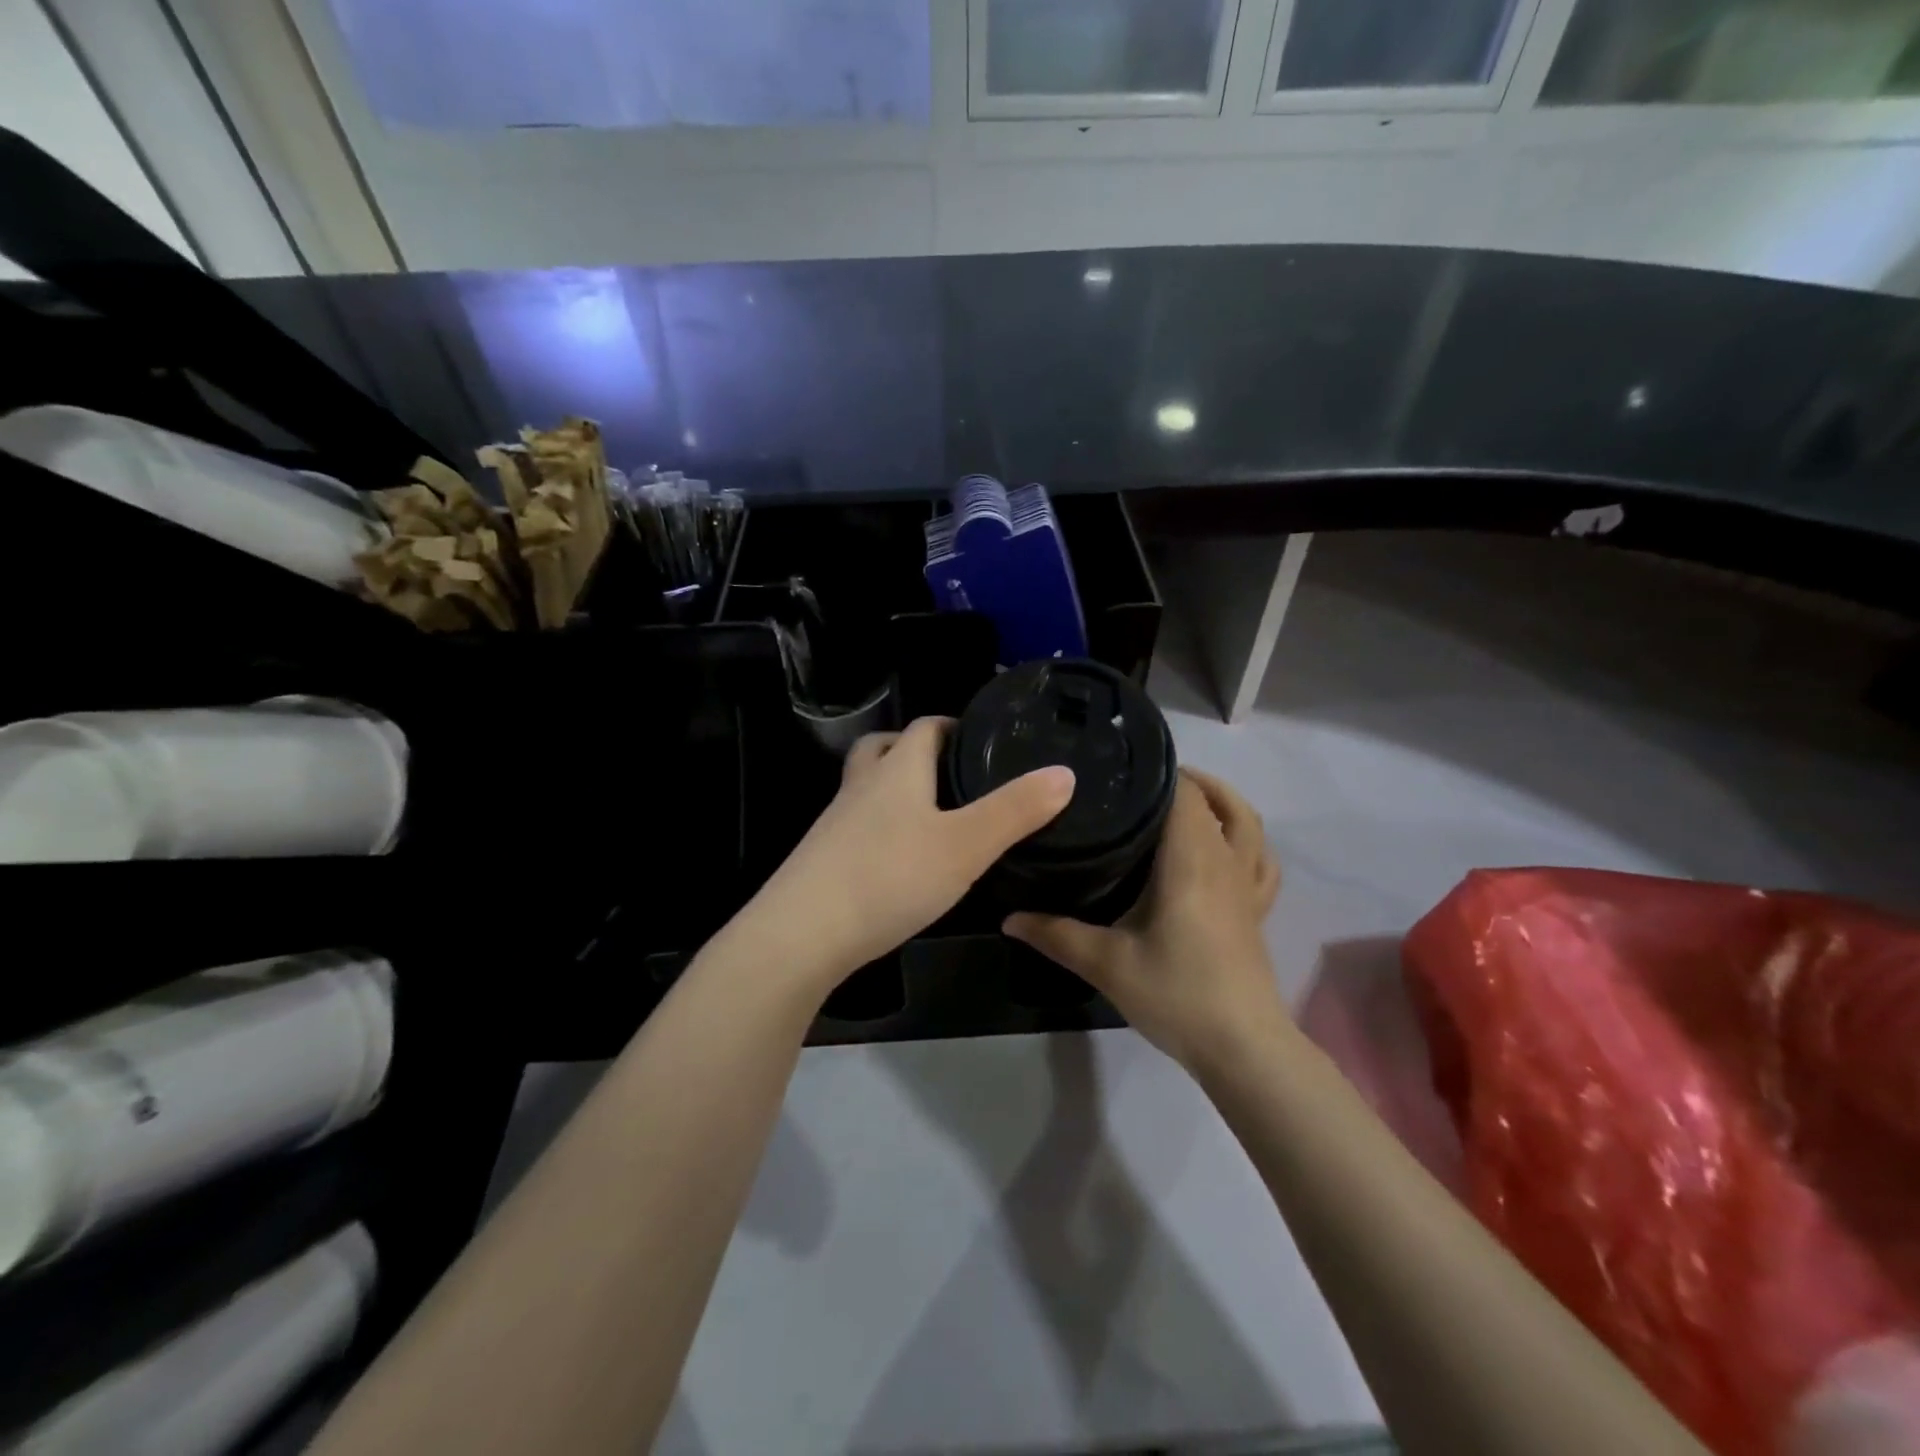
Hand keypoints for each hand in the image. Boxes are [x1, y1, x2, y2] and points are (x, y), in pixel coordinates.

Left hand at [742, 717, 1073, 996]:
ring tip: (934, 816)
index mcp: (898, 770)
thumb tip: (1064, 772)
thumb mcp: (966, 845)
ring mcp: (837, 822)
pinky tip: (902, 861)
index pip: (925, 727)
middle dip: (916, 751)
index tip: (983, 740)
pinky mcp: (824, 858)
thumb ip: (1016, 810)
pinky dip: (882, 828)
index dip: (953, 725)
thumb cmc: (890, 877)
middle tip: (954, 773)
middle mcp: (862, 786)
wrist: (802, 935)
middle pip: (885, 748)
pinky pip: (858, 826)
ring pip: (868, 788)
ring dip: (896, 789)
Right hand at [1005, 768, 1284, 1070]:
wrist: (1242, 1048)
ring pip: (1248, 824)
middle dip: (1184, 782)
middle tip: (1139, 784)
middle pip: (1217, 801)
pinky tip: (1224, 848)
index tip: (1120, 769)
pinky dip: (1246, 841)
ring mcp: (1247, 887)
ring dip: (1222, 802)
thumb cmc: (1175, 993)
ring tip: (1186, 799)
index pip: (1184, 794)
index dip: (1159, 772)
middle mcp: (1224, 862)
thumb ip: (1055, 934)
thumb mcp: (1106, 963)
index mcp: (1190, 860)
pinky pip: (1261, 860)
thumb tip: (1008, 917)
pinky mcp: (1256, 912)